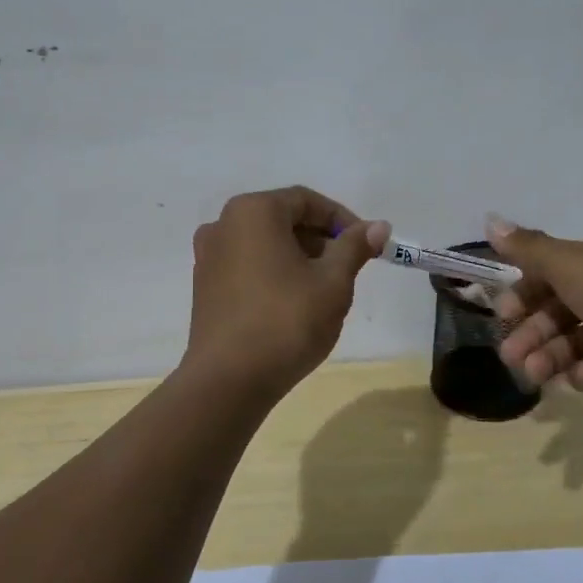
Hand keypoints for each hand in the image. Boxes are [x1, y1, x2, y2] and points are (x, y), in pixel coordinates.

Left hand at [185, 187, 389, 395]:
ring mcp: (209, 257)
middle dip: (321, 240)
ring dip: (299, 258)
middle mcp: (223, 224)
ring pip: (265, 244)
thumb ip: (354, 247)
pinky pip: (247, 266)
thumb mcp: (333, 282)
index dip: (342, 219)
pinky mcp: (205, 287)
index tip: (367, 245)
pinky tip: (294, 304)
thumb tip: (378, 226)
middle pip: (283, 220)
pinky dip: (274, 273)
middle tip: (350, 269)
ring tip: (325, 290)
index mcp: (253, 211)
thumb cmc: (287, 321)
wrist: (228, 380)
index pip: (307, 201)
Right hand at [486, 216, 582, 410]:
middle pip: (558, 308)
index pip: (551, 270)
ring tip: (537, 374)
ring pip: (574, 340)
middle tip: (511, 356)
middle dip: (532, 332)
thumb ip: (528, 249)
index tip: (504, 312)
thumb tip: (490, 219)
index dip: (524, 291)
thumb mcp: (570, 265)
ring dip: (551, 355)